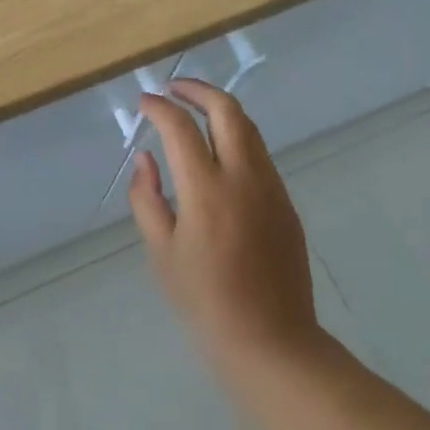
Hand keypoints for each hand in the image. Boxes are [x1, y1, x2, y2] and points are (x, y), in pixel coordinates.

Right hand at [128, 79, 323, 379]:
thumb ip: (147, 197)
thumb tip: (145, 158)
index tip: (143, 102)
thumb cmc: (204, 300)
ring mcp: (271, 188)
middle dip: (198, 90)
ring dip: (220, 110)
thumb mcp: (161, 251)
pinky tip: (217, 154)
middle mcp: (244, 177)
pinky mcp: (286, 203)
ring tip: (193, 112)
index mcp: (207, 189)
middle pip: (227, 110)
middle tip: (173, 88)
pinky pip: (259, 155)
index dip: (159, 107)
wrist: (270, 341)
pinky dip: (236, 137)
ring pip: (249, 128)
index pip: (180, 127)